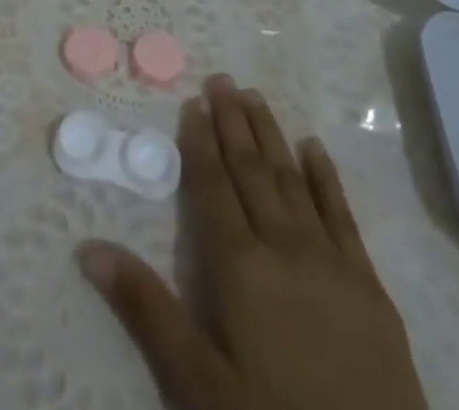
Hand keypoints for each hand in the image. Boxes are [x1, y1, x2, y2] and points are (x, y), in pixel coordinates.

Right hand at [79, 75, 427, 409]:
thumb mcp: (199, 386)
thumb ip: (147, 310)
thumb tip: (89, 247)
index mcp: (241, 268)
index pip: (214, 188)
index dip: (201, 144)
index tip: (194, 103)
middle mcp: (284, 247)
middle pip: (252, 171)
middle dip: (234, 123)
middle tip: (222, 79)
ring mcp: (331, 261)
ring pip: (292, 180)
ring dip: (271, 136)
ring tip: (256, 96)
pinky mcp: (369, 284)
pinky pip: (342, 214)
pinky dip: (325, 176)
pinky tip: (314, 147)